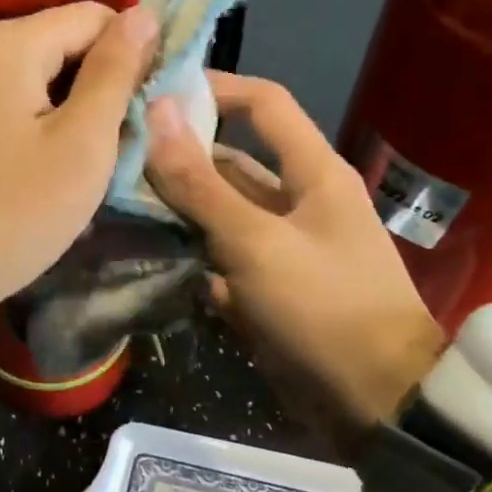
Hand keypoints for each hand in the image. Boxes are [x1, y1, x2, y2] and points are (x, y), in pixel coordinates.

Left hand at [0, 2, 157, 316]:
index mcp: (11, 43)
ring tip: (102, 165)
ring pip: (47, 85)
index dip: (137, 53)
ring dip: (81, 117)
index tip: (158, 107)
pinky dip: (48, 134)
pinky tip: (60, 174)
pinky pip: (20, 112)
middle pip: (69, 48)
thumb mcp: (81, 143)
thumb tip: (142, 16)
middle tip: (133, 144)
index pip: (99, 17)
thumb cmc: (11, 209)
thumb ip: (114, 74)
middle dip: (108, 89)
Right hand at [143, 72, 444, 450]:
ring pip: (220, 215)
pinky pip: (221, 260)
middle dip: (179, 158)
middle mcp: (298, 201)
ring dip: (177, 210)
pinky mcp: (268, 289)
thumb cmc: (324, 308)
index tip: (154, 91)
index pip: (262, 105)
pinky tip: (145, 257)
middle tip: (115, 156)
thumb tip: (156, 114)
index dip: (213, 89)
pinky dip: (189, 258)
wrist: (375, 401)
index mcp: (312, 173)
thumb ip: (202, 184)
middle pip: (231, 163)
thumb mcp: (257, 243)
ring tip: (117, 203)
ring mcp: (281, 249)